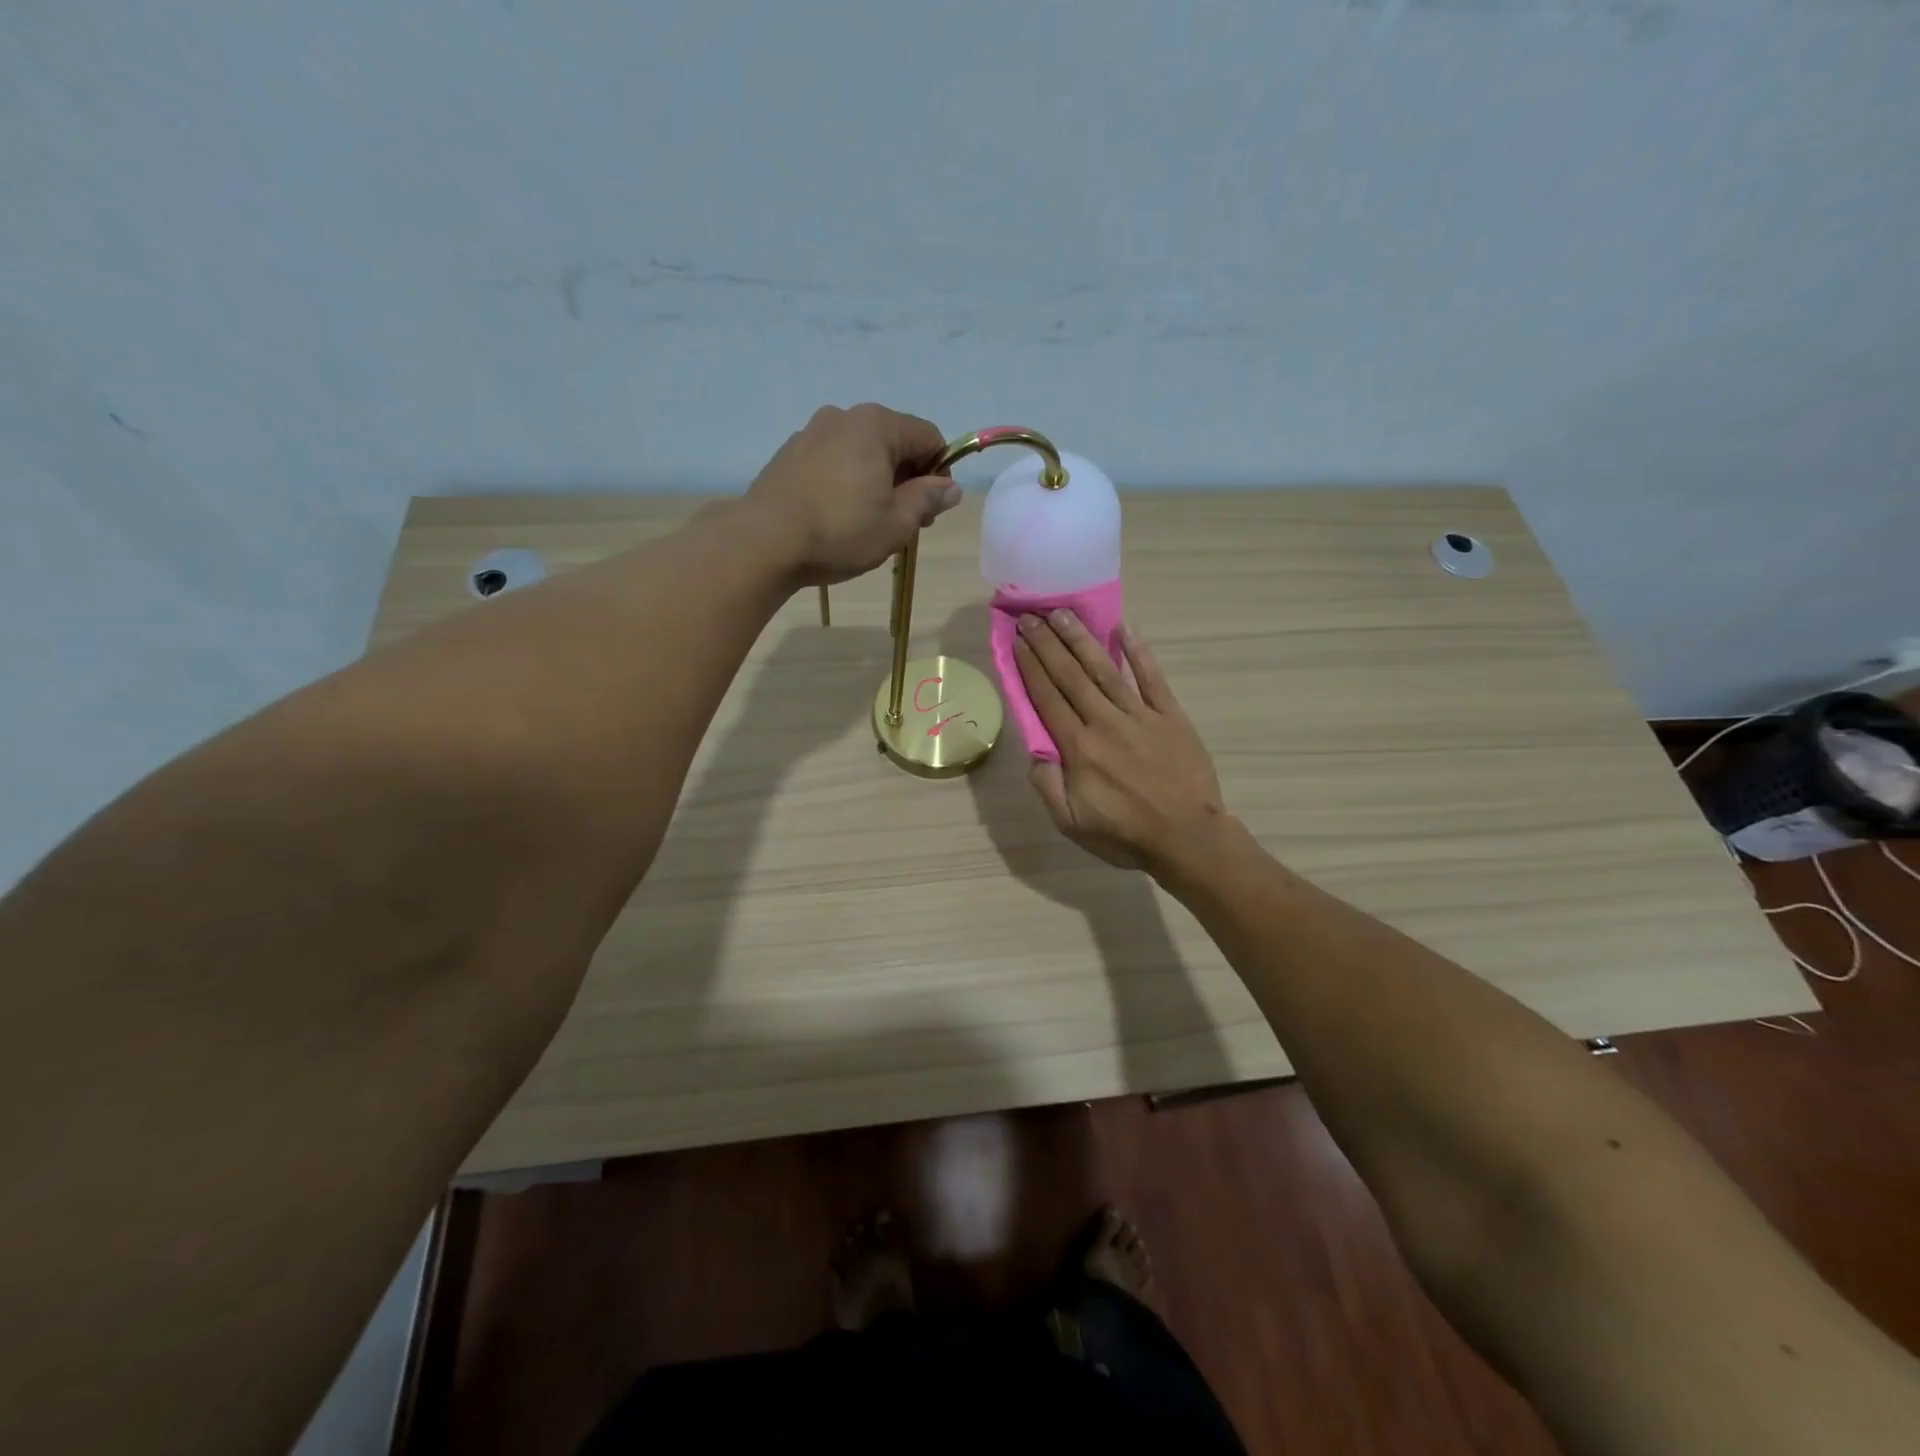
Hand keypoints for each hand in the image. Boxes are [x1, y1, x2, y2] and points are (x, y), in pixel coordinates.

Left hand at [745, 403, 960, 586]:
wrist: (765, 542)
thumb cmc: (840, 532)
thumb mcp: (897, 523)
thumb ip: (928, 499)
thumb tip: (950, 488)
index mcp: (876, 425)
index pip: (928, 437)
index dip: (940, 472)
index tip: (932, 508)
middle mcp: (843, 416)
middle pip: (894, 442)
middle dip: (907, 478)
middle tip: (904, 522)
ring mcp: (811, 432)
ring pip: (861, 452)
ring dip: (876, 481)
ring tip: (869, 522)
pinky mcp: (789, 454)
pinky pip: (833, 461)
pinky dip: (846, 481)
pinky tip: (837, 516)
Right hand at [1012, 611, 1227, 873]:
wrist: (1188, 838)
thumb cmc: (1125, 834)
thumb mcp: (1070, 823)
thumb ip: (1047, 785)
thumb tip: (1035, 751)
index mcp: (1079, 748)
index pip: (1047, 698)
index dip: (1030, 666)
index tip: (1016, 640)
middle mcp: (1105, 722)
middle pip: (1070, 675)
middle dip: (1047, 643)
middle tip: (1030, 616)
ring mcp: (1140, 715)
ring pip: (1105, 669)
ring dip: (1081, 639)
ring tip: (1063, 613)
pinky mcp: (1170, 716)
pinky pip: (1152, 678)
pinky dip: (1139, 652)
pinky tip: (1124, 627)